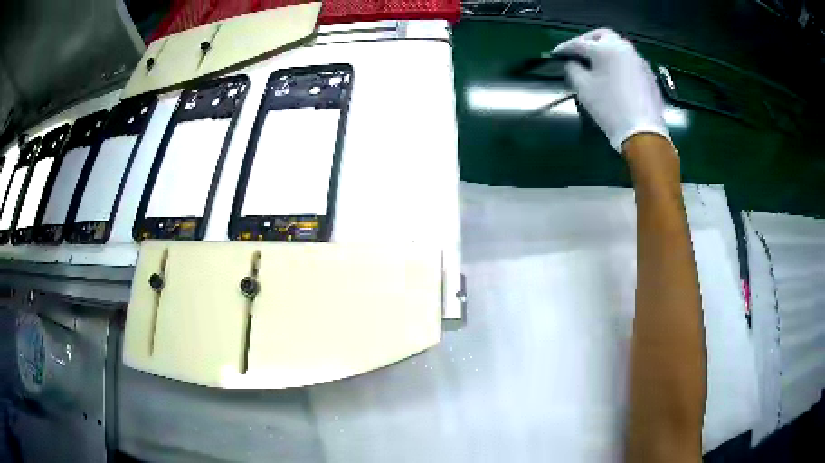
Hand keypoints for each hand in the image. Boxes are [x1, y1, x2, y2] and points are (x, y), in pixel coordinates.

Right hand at [552, 29, 669, 152]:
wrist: (643, 131)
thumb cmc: (609, 107)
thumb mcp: (583, 88)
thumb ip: (573, 69)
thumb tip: (573, 63)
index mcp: (604, 48)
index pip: (578, 43)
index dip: (564, 48)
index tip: (555, 54)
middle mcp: (623, 48)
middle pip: (603, 35)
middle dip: (588, 40)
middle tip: (579, 51)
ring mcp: (638, 60)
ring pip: (619, 47)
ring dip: (606, 50)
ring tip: (598, 63)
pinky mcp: (648, 74)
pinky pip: (630, 61)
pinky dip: (619, 63)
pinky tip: (616, 76)